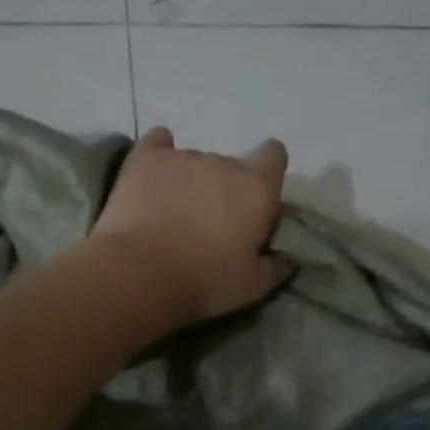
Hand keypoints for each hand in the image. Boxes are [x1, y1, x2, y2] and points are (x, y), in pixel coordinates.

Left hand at [90, 126, 294, 325]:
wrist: (140, 275)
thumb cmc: (204, 283)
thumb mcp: (251, 286)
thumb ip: (275, 267)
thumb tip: (289, 259)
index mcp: (257, 189)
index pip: (274, 155)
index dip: (266, 172)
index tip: (254, 200)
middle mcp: (223, 163)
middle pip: (230, 166)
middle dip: (223, 190)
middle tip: (208, 226)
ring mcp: (182, 157)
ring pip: (194, 162)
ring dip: (190, 182)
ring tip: (171, 216)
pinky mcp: (145, 159)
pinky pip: (158, 143)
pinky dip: (159, 157)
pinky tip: (151, 177)